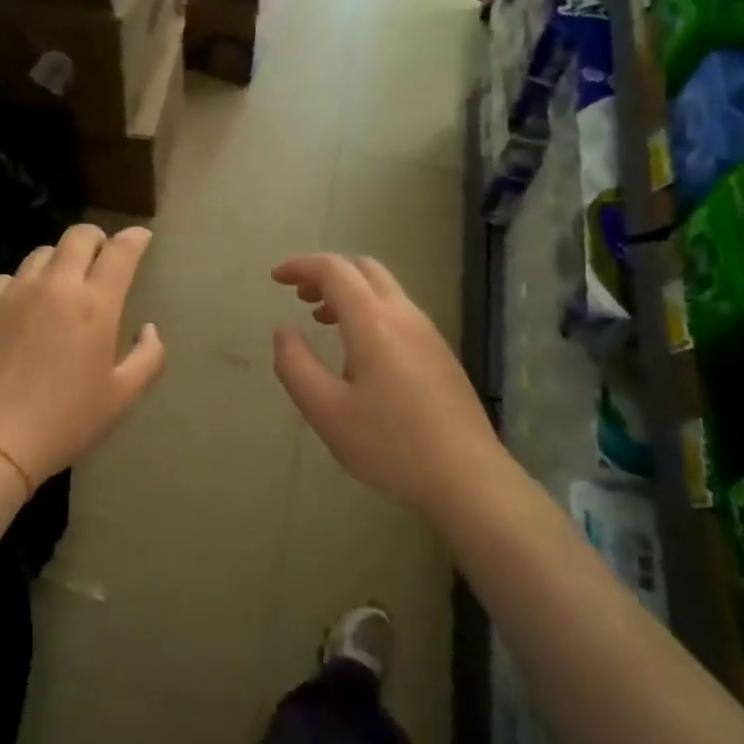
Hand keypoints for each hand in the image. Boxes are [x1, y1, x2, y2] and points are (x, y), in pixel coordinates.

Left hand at [0, 224, 165, 487]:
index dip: (135, 239)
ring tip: (61, 285)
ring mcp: (14, 291)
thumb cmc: (66, 421)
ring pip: (42, 254)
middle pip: (78, 236)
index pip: (120, 251)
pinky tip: (23, 308)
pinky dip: (23, 285)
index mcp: (95, 305)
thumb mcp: (122, 397)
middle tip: (101, 257)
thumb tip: (149, 329)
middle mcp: (55, 285)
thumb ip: (148, 357)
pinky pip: (8, 278)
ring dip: (60, 261)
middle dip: (97, 240)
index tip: (141, 238)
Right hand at [271, 253, 511, 516]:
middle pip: (364, 269)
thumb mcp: (325, 411)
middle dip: (327, 273)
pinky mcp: (441, 354)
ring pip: (385, 290)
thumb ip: (295, 365)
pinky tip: (360, 352)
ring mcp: (429, 333)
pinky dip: (370, 311)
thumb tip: (284, 331)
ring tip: (323, 320)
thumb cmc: (388, 444)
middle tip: (300, 296)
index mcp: (373, 321)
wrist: (467, 477)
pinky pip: (400, 313)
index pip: (333, 270)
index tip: (275, 279)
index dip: (300, 266)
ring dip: (350, 292)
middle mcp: (404, 316)